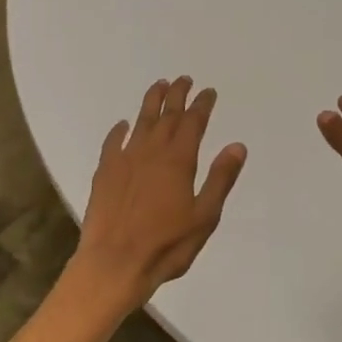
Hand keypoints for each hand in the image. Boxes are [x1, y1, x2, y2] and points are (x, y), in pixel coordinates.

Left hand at [71, 77, 246, 310]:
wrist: (114, 262)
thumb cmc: (166, 245)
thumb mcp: (204, 216)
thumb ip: (220, 179)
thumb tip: (237, 146)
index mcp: (178, 160)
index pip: (193, 122)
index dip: (202, 105)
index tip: (208, 91)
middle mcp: (151, 151)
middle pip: (166, 115)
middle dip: (177, 95)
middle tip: (184, 79)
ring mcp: (125, 159)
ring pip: (140, 122)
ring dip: (151, 102)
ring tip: (158, 85)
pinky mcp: (104, 171)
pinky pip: (113, 142)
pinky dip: (119, 130)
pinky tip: (123, 125)